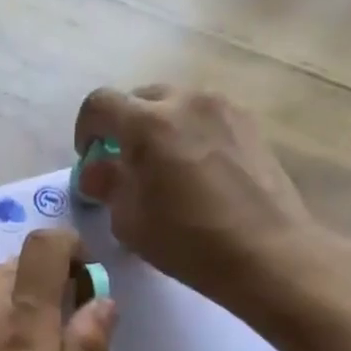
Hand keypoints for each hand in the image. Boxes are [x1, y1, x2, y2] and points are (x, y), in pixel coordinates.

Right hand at [73, 85, 350, 333]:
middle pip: (138, 98)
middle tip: (125, 166)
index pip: (98, 104)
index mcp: (147, 125)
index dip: (84, 130)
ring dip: (157, 129)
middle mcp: (185, 102)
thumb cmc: (187, 242)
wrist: (266, 252)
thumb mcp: (129, 222)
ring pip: (174, 105)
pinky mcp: (249, 123)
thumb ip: (107, 186)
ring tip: (163, 169)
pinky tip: (196, 172)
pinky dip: (189, 134)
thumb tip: (96, 170)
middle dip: (123, 127)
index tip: (89, 159)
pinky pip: (204, 117)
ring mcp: (223, 108)